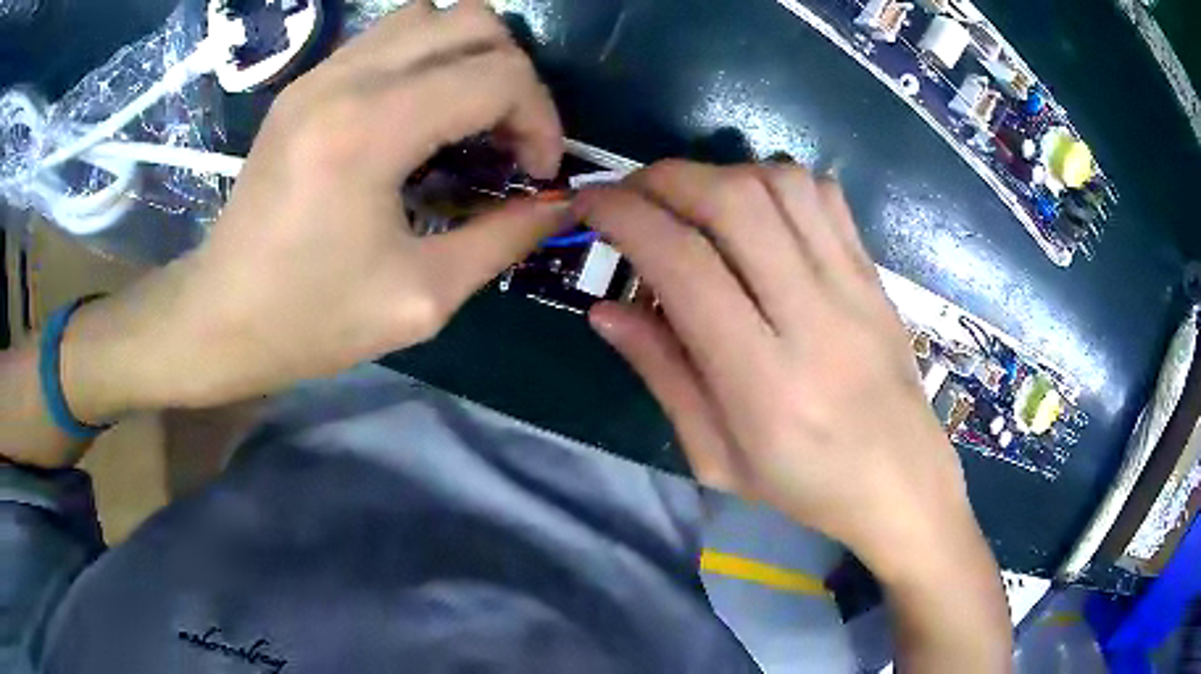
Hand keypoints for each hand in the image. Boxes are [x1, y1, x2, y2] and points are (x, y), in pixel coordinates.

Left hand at [62, 0, 564, 416]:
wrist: (218, 317)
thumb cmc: (309, 321)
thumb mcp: (422, 297)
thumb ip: (505, 239)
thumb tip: (561, 204)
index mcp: (370, 130)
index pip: (498, 75)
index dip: (541, 118)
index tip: (536, 173)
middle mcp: (345, 78)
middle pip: (473, 22)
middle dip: (514, 77)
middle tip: (508, 140)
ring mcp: (320, 73)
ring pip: (431, 15)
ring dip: (471, 57)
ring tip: (470, 119)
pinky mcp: (307, 83)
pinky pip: (390, 37)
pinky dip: (429, 59)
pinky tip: (422, 114)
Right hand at [574, 161, 987, 580]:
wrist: (904, 487)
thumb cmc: (806, 489)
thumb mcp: (717, 458)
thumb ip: (663, 374)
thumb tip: (604, 309)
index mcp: (763, 382)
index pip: (684, 265)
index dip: (625, 217)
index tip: (590, 204)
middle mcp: (812, 318)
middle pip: (733, 202)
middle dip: (666, 179)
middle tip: (633, 194)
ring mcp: (853, 289)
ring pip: (781, 185)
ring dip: (721, 174)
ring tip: (693, 202)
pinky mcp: (875, 276)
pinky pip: (826, 197)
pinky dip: (777, 181)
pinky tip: (758, 210)